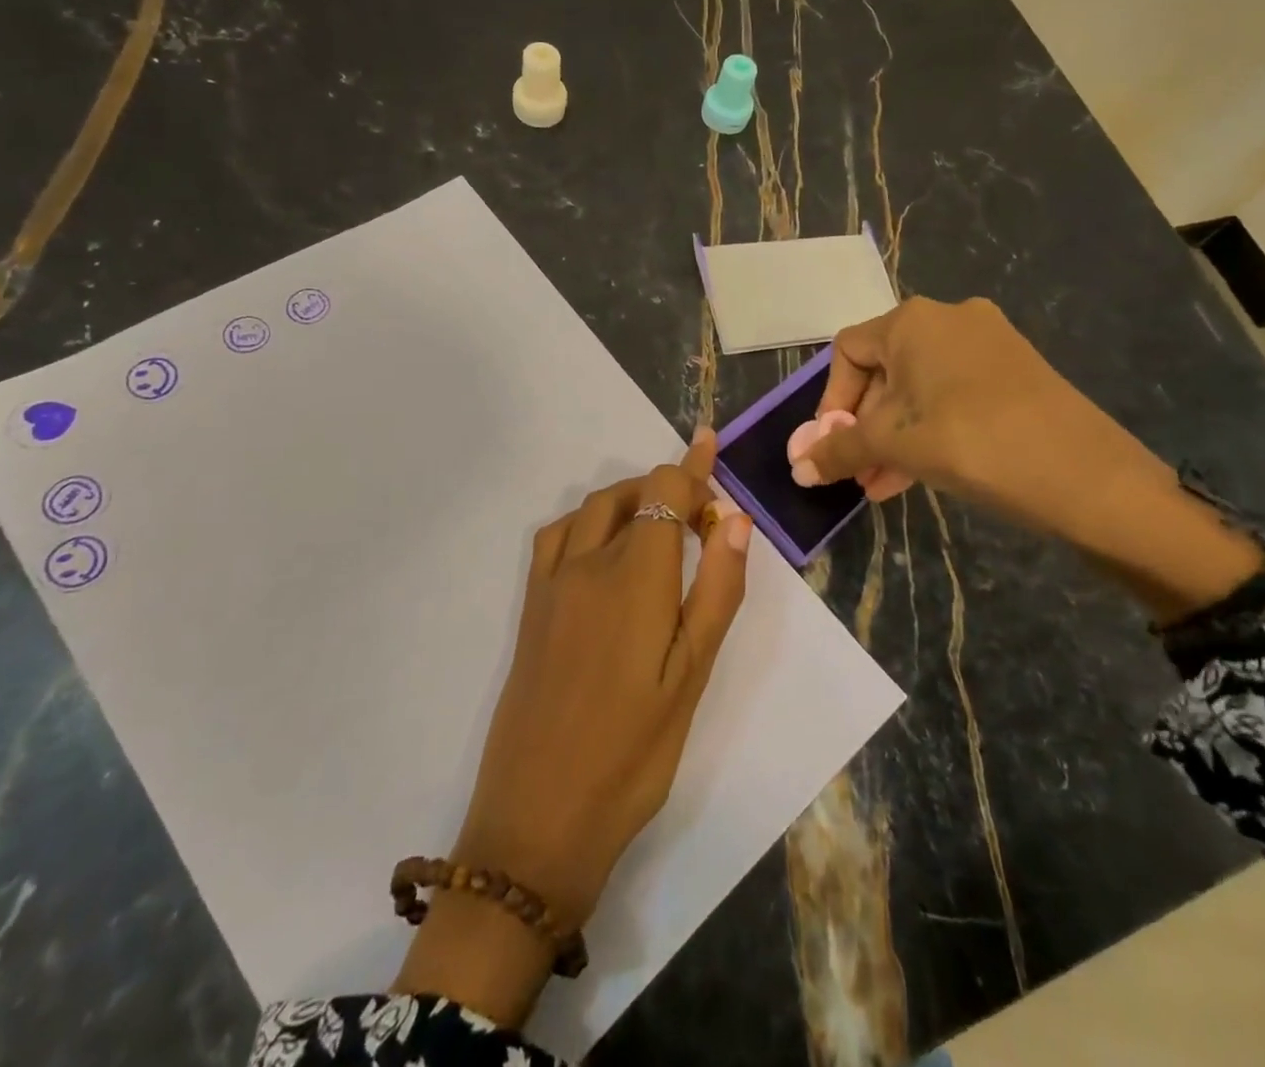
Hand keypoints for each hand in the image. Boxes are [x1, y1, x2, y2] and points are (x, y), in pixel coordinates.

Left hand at [393, 429, 751, 1025]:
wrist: (537, 818)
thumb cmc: (632, 754)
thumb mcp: (692, 677)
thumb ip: (716, 591)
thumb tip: (733, 520)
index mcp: (634, 576)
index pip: (663, 491)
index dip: (691, 465)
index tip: (711, 446)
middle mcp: (586, 564)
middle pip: (627, 494)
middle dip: (666, 487)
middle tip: (701, 517)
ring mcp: (550, 584)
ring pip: (591, 511)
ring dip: (627, 500)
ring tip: (660, 525)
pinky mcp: (531, 608)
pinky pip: (555, 537)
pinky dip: (587, 522)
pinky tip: (604, 550)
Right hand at [794, 297, 1156, 533]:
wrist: (1089, 475)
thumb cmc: (974, 443)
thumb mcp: (896, 446)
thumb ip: (840, 450)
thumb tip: (796, 466)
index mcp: (913, 321)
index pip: (848, 351)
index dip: (831, 400)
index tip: (831, 444)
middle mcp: (949, 319)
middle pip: (883, 370)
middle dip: (863, 426)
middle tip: (855, 471)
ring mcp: (987, 344)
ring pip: (918, 389)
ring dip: (893, 436)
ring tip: (880, 485)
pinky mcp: (1014, 372)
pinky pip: (952, 396)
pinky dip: (928, 429)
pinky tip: (917, 474)